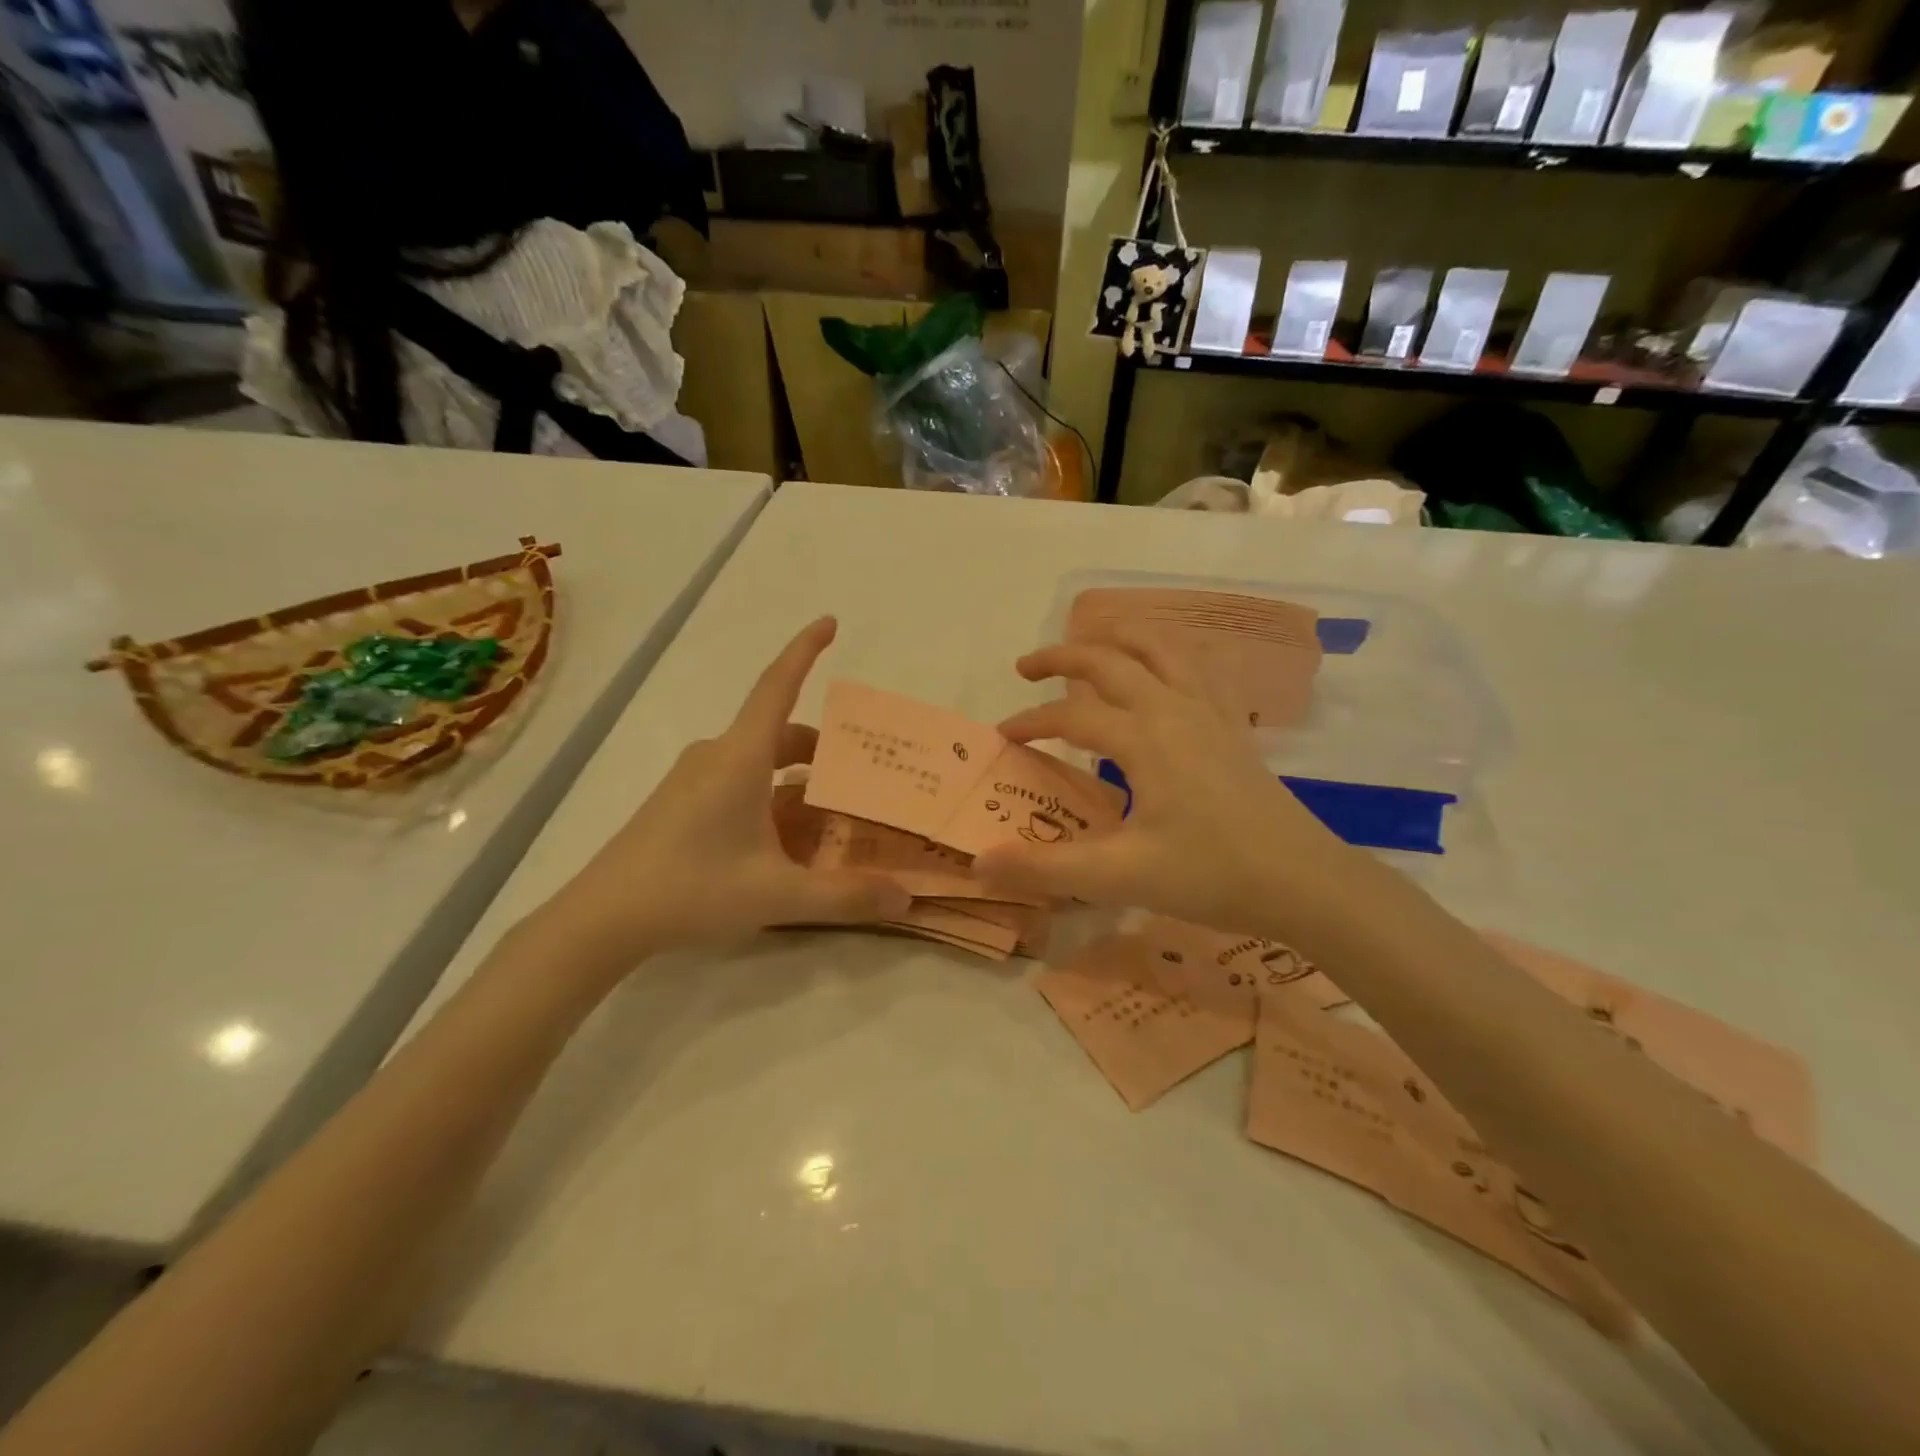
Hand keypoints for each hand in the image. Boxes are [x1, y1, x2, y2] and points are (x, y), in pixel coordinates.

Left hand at [533, 617, 910, 968]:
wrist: (604, 917)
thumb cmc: (692, 888)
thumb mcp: (778, 894)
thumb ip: (845, 897)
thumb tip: (904, 899)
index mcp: (741, 757)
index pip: (778, 685)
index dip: (805, 650)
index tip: (830, 621)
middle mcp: (719, 756)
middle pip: (781, 734)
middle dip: (824, 750)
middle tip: (863, 777)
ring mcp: (695, 778)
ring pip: (761, 762)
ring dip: (799, 779)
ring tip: (833, 816)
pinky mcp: (683, 802)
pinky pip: (740, 782)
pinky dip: (772, 796)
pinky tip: (787, 841)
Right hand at [973, 630, 1369, 941]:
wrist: (1304, 882)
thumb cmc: (1212, 875)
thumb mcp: (1121, 876)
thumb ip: (1046, 867)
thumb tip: (980, 863)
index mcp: (1145, 737)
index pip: (1071, 714)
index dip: (1030, 721)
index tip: (1002, 737)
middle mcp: (1174, 708)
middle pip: (1110, 659)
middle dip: (1062, 656)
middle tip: (1025, 666)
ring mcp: (1210, 711)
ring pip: (1159, 647)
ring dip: (1116, 636)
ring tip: (1088, 639)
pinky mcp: (1233, 724)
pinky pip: (1196, 667)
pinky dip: (1166, 653)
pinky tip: (1159, 669)